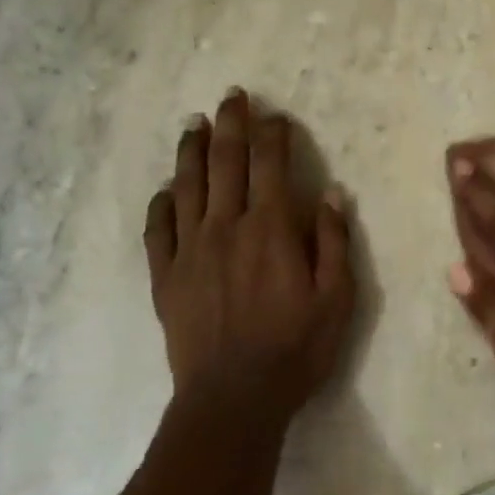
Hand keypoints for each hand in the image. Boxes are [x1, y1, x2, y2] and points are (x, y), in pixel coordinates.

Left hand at [146, 90, 354, 424]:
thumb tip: (331, 193)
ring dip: (191, 151)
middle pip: (225, 162)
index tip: (277, 117)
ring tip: (193, 124)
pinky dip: (162, 203)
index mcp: (269, 229)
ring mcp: (189, 250)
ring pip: (187, 186)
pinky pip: (158, 229)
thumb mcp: (336, 298)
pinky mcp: (165, 277)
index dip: (274, 135)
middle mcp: (225, 227)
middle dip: (230, 124)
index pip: (270, 166)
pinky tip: (166, 189)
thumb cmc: (295, 348)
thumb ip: (332, 241)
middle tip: (231, 97)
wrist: (233, 397)